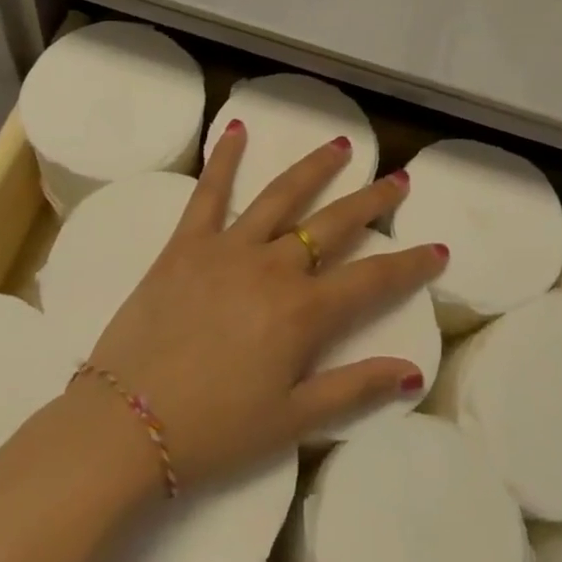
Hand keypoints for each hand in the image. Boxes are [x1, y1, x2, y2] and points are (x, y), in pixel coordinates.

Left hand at [77, 122, 444, 490]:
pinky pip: (209, 193)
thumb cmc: (213, 432)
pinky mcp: (186, 244)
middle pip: (334, 224)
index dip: (410, 264)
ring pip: (283, 196)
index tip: (438, 249)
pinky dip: (225, 159)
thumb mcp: (292, 422)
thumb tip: (413, 371)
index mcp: (303, 312)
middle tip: (399, 178)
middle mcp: (274, 267)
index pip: (373, 279)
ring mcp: (229, 248)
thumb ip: (354, 389)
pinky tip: (238, 130)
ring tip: (342, 145)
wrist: (123, 429)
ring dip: (316, 168)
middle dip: (372, 200)